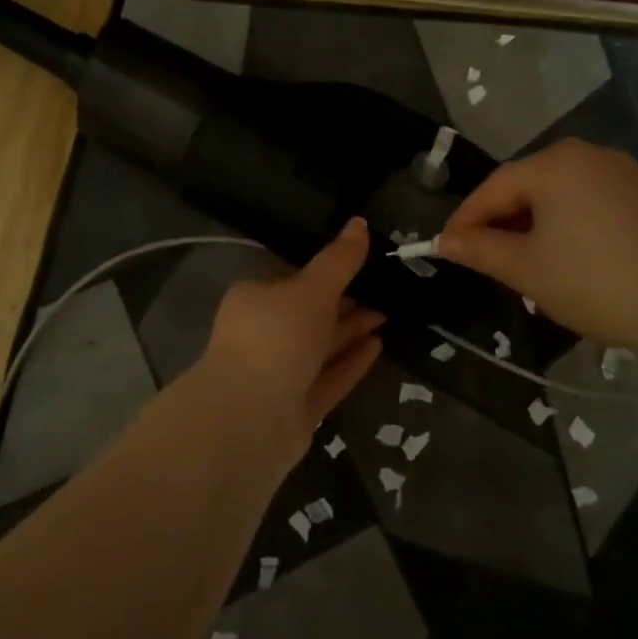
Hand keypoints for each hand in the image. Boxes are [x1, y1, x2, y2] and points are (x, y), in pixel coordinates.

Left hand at [196, 218, 384, 459]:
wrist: (250, 416)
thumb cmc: (276, 337)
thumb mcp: (311, 289)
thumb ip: (339, 260)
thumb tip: (360, 222)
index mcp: (254, 300)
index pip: (291, 279)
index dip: (325, 272)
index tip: (359, 264)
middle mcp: (263, 335)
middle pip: (308, 314)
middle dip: (344, 303)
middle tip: (383, 291)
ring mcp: (278, 374)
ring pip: (320, 348)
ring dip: (351, 331)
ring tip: (388, 314)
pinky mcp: (296, 408)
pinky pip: (328, 378)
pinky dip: (351, 362)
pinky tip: (379, 346)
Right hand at [437, 139, 637, 348]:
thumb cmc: (598, 282)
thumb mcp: (528, 269)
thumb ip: (481, 249)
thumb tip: (446, 240)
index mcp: (553, 164)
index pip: (492, 188)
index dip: (465, 221)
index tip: (445, 250)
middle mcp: (583, 155)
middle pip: (523, 187)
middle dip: (499, 225)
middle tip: (483, 263)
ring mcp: (615, 171)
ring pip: (553, 196)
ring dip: (530, 227)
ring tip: (520, 266)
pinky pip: (582, 202)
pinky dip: (562, 226)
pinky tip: (562, 258)